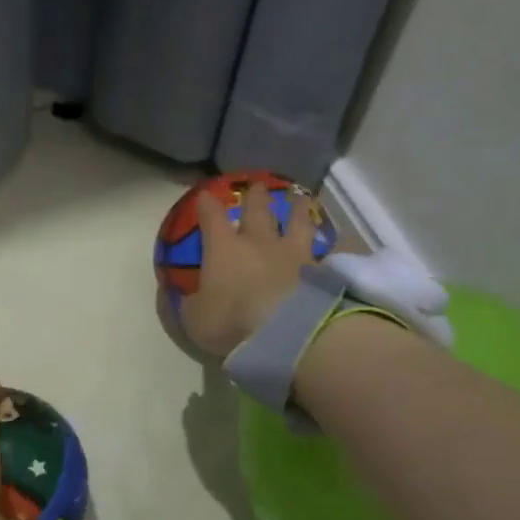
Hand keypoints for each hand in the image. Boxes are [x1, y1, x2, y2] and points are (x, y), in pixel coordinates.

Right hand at [179, 184, 360, 357]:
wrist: (285, 333)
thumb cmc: (231, 321)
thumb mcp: (194, 319)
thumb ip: (189, 304)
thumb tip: (183, 295)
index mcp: (223, 249)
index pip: (212, 218)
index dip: (207, 205)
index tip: (204, 195)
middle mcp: (258, 242)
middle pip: (257, 210)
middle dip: (255, 196)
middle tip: (257, 186)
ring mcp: (293, 254)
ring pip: (296, 222)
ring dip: (297, 208)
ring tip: (299, 197)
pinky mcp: (319, 271)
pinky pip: (324, 251)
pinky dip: (329, 243)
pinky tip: (336, 240)